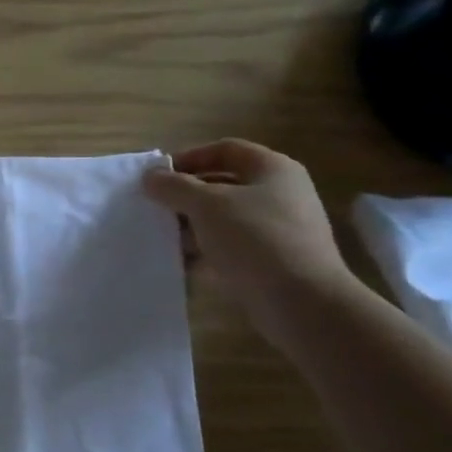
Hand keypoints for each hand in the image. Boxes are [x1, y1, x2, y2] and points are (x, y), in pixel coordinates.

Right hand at [144, 139, 356, 344]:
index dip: (189, 158)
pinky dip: (206, 250)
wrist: (301, 301)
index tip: (158, 177)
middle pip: (223, 184)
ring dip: (192, 224)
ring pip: (224, 217)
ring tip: (162, 236)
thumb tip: (150, 175)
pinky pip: (231, 246)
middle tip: (155, 207)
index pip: (225, 149)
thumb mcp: (205, 205)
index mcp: (272, 169)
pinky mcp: (273, 260)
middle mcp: (280, 193)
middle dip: (186, 194)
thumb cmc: (254, 238)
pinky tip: (182, 262)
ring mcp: (278, 228)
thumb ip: (173, 186)